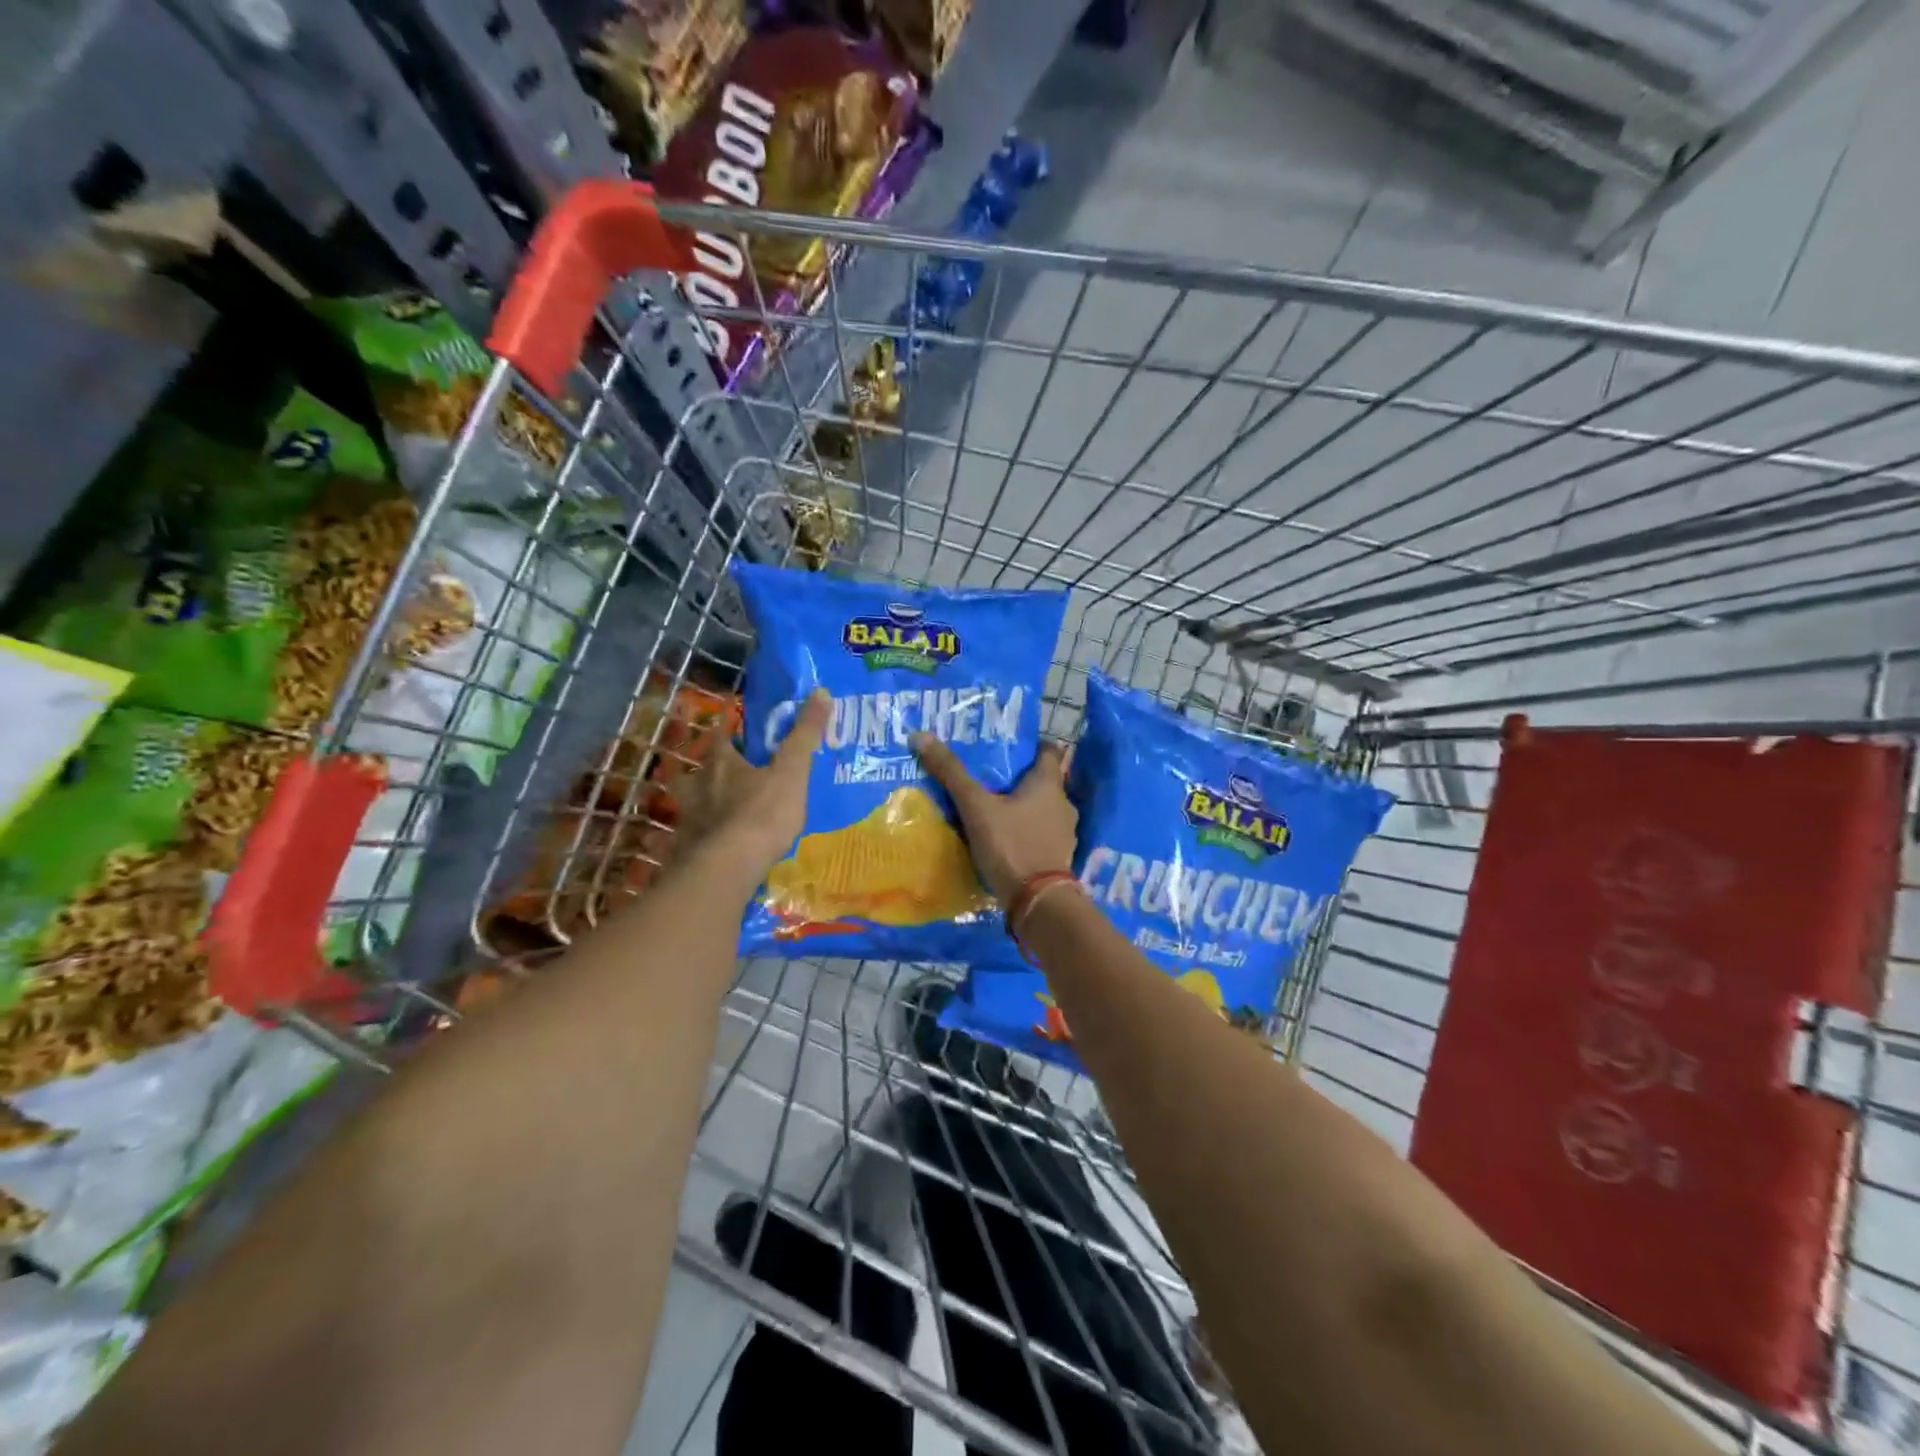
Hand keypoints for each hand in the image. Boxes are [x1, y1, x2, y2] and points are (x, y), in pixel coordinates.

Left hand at [676, 689, 829, 883]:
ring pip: (687, 804)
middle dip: (703, 768)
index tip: (727, 721)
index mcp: (723, 764)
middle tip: (716, 770)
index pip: (720, 736)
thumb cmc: (763, 813)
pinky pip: (687, 838)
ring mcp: (688, 819)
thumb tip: (821, 691)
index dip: (725, 727)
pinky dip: (692, 837)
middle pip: (695, 770)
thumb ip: (805, 735)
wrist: (729, 867)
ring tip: (706, 808)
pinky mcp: (685, 849)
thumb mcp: (792, 771)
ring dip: (694, 802)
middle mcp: (699, 786)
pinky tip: (701, 845)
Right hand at [911, 735, 1076, 904]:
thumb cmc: (1011, 845)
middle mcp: (1063, 804)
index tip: (1007, 747)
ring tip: (995, 809)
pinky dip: (1026, 831)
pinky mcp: (1059, 857)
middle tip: (990, 777)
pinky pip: (1041, 834)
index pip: (1048, 751)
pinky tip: (1006, 838)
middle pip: (1043, 782)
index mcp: (1048, 784)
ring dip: (1023, 807)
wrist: (1038, 902)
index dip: (1030, 746)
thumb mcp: (976, 808)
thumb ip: (952, 774)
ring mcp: (1064, 833)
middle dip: (1019, 779)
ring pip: (1042, 809)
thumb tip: (921, 736)